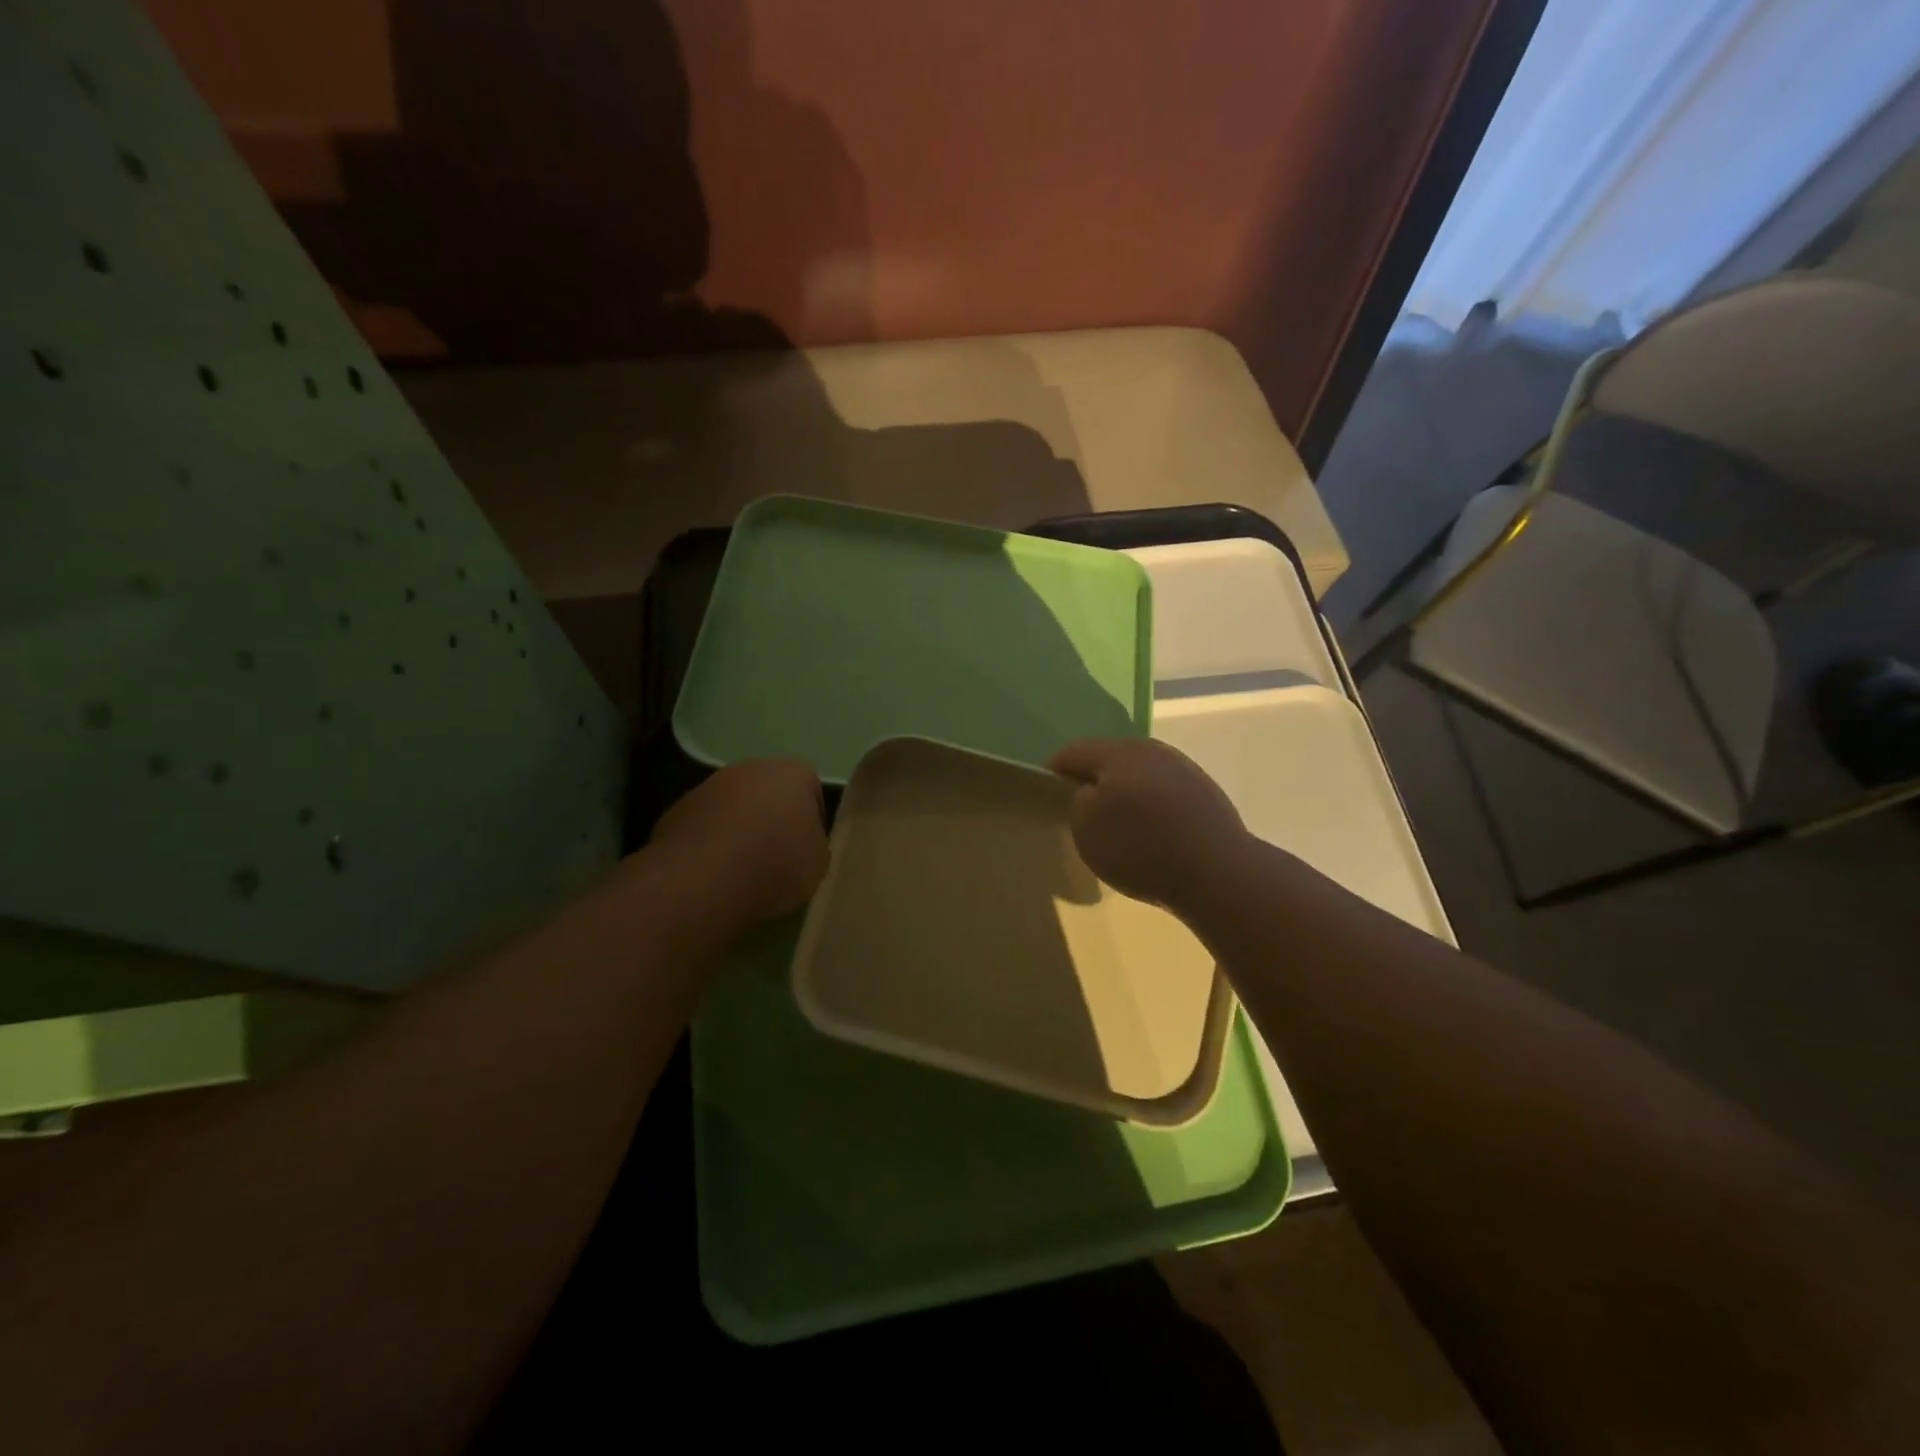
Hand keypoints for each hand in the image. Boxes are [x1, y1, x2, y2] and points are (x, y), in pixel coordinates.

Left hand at [648, 759, 829, 923]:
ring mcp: (710, 785)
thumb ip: (814, 845)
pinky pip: (705, 825)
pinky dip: (711, 842)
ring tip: (741, 868)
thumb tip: (801, 846)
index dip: (811, 821)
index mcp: (793, 774)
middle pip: (769, 792)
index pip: (811, 790)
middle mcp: (751, 768)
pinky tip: (712, 871)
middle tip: (775, 856)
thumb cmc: (775, 866)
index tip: (806, 849)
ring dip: (739, 829)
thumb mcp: (818, 864)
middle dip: (773, 818)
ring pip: (734, 806)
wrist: (703, 880)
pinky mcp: (678, 809)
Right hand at [1050, 738, 1248, 910]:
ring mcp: (1184, 770)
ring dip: (1125, 795)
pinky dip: (1152, 810)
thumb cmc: (1141, 847)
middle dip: (1093, 782)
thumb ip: (1078, 802)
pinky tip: (1153, 837)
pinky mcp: (1206, 794)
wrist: (1217, 872)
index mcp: (1118, 752)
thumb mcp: (1086, 828)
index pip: (1073, 752)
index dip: (1053, 773)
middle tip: (1082, 814)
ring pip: (1140, 776)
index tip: (1046, 797)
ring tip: (1120, 829)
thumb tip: (1090, 794)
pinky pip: (1165, 795)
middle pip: (1110, 760)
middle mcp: (1152, 750)